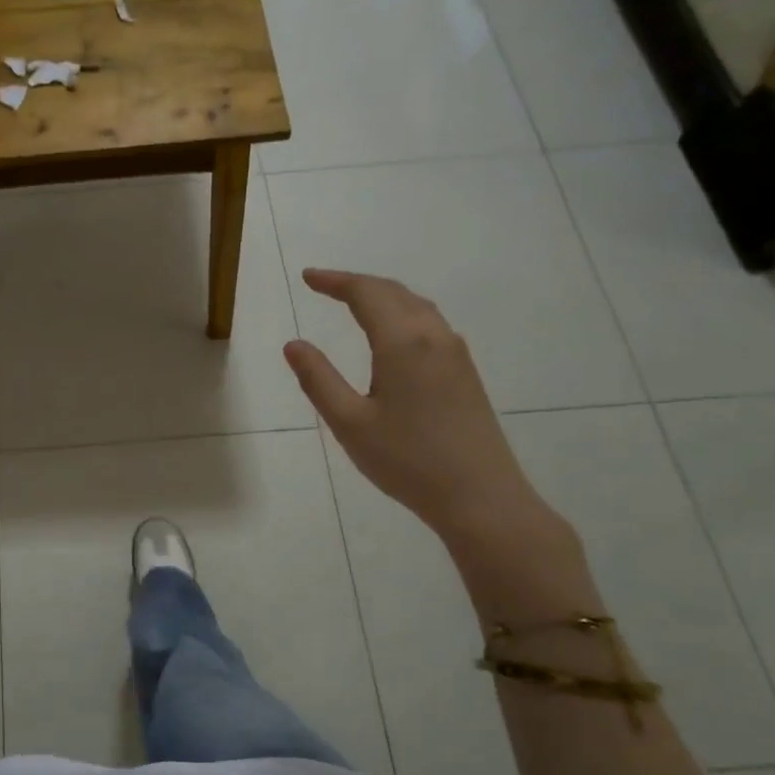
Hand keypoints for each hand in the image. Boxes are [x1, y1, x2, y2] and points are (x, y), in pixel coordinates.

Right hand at [283, 270, 546, 542]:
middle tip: (324, 286)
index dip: (335, 281)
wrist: (481, 497)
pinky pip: (430, 324)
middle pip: (394, 293)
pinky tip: (392, 334)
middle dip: (357, 284)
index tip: (308, 277)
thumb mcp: (349, 422)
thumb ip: (318, 379)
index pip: (366, 294)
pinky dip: (401, 314)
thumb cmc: (407, 461)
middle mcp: (434, 337)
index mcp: (403, 342)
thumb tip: (293, 344)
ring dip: (382, 297)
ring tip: (354, 302)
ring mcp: (455, 354)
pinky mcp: (465, 373)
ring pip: (416, 306)